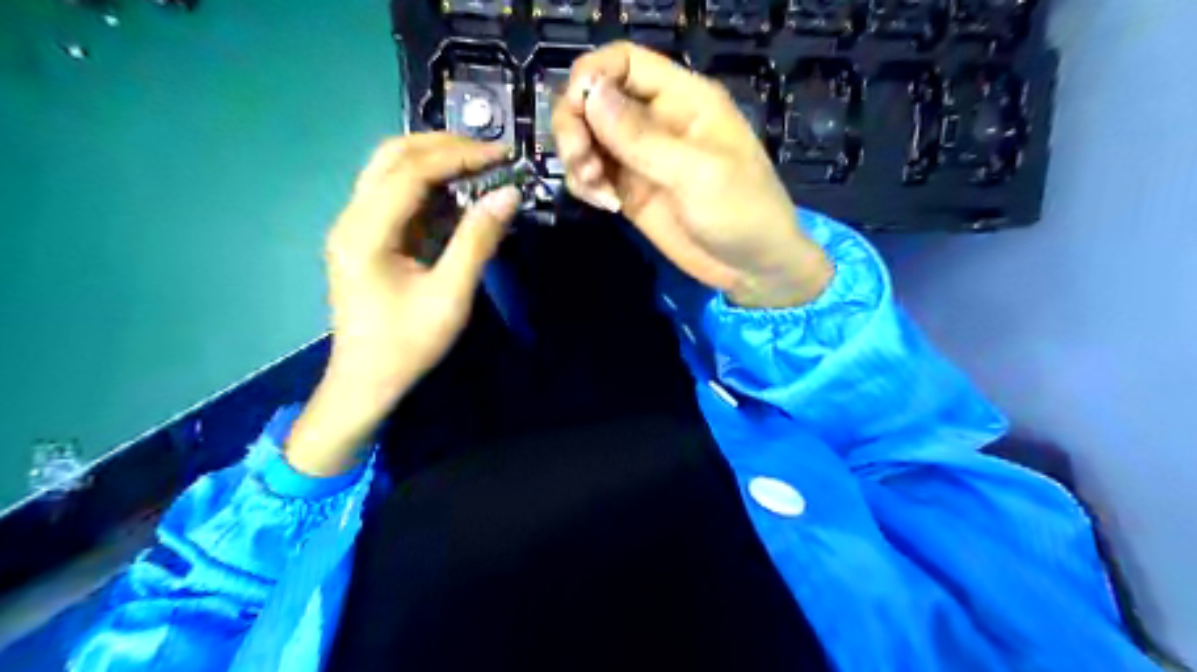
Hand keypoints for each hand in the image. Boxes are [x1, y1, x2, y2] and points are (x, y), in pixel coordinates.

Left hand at [289, 134, 518, 475]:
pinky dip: (428, 185)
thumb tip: (508, 195)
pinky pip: (395, 195)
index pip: (410, 171)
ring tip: (479, 165)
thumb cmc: (407, 344)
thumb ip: (478, 241)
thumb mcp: (450, 296)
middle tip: (489, 153)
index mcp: (365, 233)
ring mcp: (354, 226)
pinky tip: (457, 193)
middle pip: (392, 157)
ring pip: (390, 170)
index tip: (500, 154)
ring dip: (434, 161)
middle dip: (442, 146)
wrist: (366, 380)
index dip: (457, 155)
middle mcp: (352, 218)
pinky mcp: (365, 237)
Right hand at [552, 41, 835, 309]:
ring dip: (576, 158)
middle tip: (582, 163)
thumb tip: (591, 94)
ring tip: (596, 190)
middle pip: (594, 97)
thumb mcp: (698, 174)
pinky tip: (604, 204)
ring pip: (586, 136)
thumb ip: (643, 138)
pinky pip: (591, 173)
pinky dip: (584, 184)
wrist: (751, 267)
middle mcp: (655, 120)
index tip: (577, 112)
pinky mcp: (630, 189)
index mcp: (682, 98)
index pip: (624, 61)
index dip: (592, 76)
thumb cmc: (741, 213)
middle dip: (575, 125)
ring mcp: (639, 156)